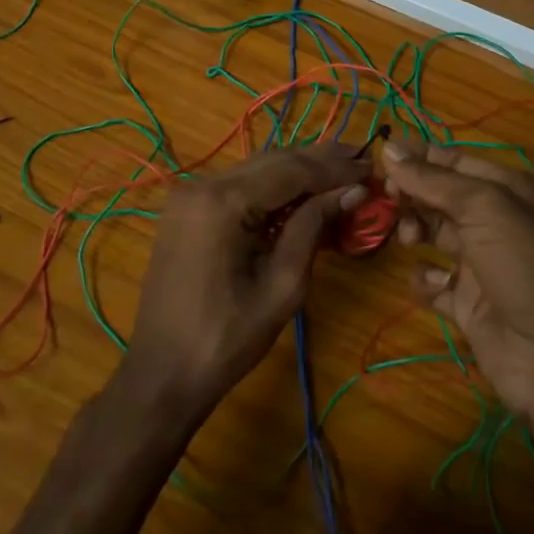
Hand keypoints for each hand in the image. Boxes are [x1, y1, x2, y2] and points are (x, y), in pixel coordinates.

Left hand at [124, 146, 368, 418]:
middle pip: (273, 160)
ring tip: (341, 168)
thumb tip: (351, 191)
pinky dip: (273, 184)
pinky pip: (239, 183)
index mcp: (223, 202)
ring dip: (298, 169)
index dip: (334, 168)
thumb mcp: (282, 287)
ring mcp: (190, 193)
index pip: (291, 170)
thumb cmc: (226, 340)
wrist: (162, 374)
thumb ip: (313, 228)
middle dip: (320, 161)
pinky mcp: (187, 207)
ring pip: (257, 167)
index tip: (371, 166)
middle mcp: (203, 184)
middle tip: (362, 160)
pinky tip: (302, 189)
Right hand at [386, 140, 533, 420]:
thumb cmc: (525, 265)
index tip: (381, 158)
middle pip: (440, 196)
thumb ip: (433, 179)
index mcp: (507, 189)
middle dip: (412, 194)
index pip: (453, 161)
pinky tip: (430, 284)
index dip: (418, 157)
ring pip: (434, 234)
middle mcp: (494, 221)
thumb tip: (390, 147)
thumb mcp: (484, 208)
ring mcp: (481, 264)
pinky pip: (435, 283)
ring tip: (409, 240)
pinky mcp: (469, 304)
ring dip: (414, 231)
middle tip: (387, 199)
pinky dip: (425, 281)